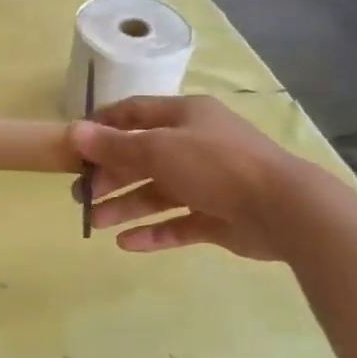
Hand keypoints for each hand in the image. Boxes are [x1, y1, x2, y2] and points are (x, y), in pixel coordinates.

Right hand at [68, 95, 329, 261]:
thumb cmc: (216, 165)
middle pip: (143, 157)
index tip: (74, 145)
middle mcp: (196, 145)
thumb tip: (73, 131)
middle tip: (82, 196)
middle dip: (110, 175)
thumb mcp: (158, 149)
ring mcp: (209, 183)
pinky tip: (127, 244)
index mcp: (186, 116)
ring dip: (126, 206)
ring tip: (97, 223)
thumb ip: (114, 145)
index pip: (135, 113)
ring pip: (158, 193)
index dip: (103, 126)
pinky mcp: (218, 217)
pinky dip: (154, 232)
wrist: (282, 208)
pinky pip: (178, 223)